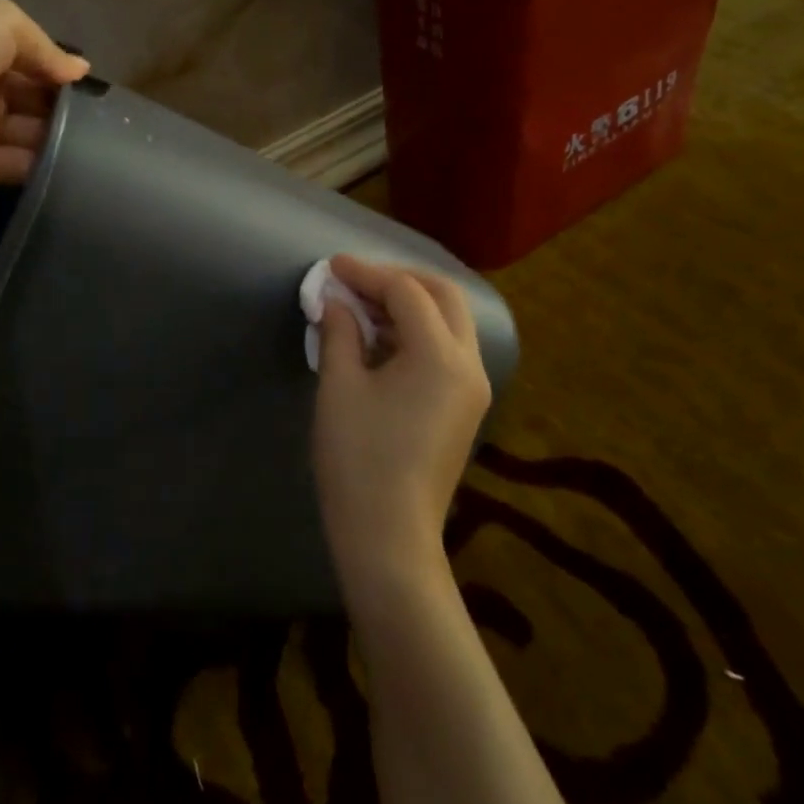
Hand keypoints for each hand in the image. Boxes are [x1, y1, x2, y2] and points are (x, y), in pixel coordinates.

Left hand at [0, 0, 89, 195]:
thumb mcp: (0, 19)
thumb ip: (45, 47)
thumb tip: (80, 71)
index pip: (27, 57)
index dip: (57, 68)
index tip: (89, 83)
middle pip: (31, 97)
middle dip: (62, 104)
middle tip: (101, 116)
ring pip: (28, 132)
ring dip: (57, 135)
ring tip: (97, 141)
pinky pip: (15, 164)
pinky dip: (41, 164)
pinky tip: (74, 162)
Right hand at [312, 256, 491, 598]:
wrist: (388, 536)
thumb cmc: (358, 458)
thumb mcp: (340, 387)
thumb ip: (339, 331)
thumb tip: (334, 301)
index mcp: (440, 355)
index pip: (406, 292)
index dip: (365, 273)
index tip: (330, 267)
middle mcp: (469, 365)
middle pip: (443, 296)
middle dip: (399, 280)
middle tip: (356, 280)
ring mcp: (473, 388)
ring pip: (450, 322)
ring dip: (410, 305)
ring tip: (361, 307)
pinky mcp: (465, 408)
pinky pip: (447, 350)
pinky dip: (417, 333)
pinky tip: (379, 340)